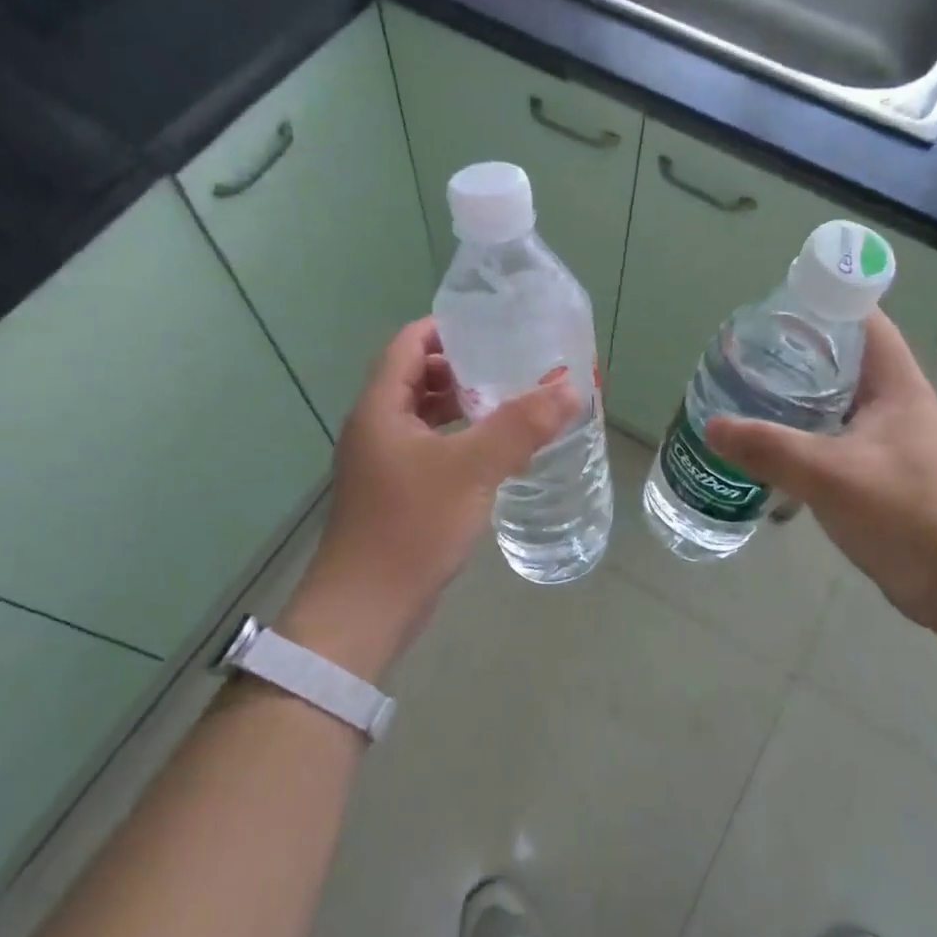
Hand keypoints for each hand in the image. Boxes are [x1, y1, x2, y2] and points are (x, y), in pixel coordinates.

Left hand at [283, 318, 577, 680]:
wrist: (366, 608)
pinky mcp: (394, 494)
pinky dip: (458, 441)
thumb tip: (569, 388)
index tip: (491, 327)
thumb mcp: (471, 469)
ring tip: (510, 405)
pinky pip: (428, 450)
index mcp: (380, 408)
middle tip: (511, 366)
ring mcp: (382, 463)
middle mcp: (375, 428)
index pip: (408, 345)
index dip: (445, 329)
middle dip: (462, 369)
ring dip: (461, 407)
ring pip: (423, 418)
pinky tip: (493, 455)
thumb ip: (520, 426)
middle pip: (416, 378)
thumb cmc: (411, 526)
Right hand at [705, 312, 936, 631]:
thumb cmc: (904, 513)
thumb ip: (768, 448)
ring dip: (799, 395)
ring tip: (750, 393)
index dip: (823, 304)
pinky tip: (771, 446)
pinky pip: (835, 437)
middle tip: (748, 354)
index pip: (863, 321)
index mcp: (896, 385)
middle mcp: (896, 403)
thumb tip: (712, 426)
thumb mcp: (829, 475)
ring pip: (837, 401)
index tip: (774, 308)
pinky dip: (805, 433)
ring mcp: (890, 440)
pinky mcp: (880, 472)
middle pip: (845, 358)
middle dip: (798, 352)